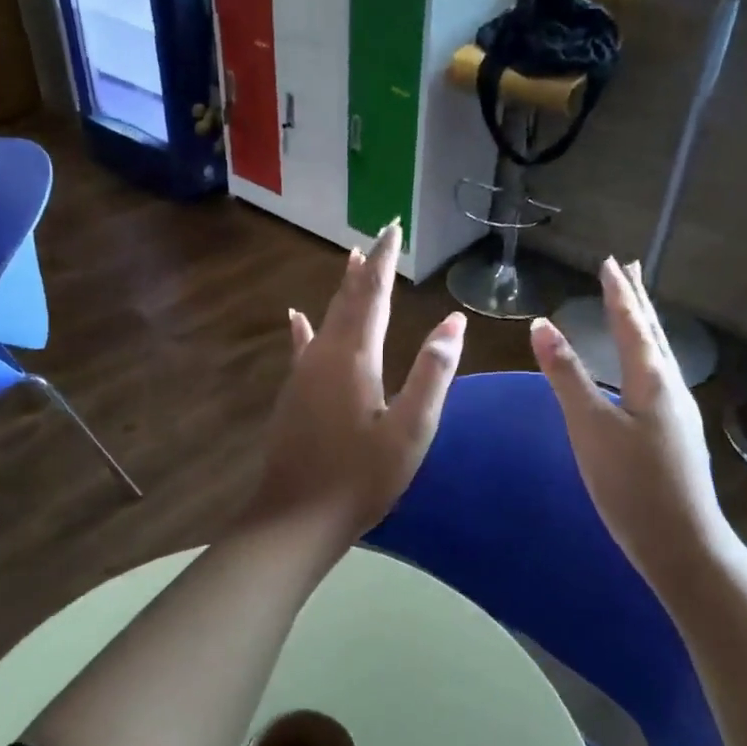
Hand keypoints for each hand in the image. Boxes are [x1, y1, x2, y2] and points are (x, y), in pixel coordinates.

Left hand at [243, 220, 466, 545]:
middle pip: (347, 299)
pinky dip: (305, 327)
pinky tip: (296, 317)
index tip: (393, 229)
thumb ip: (432, 374)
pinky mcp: (292, 393)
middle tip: (378, 236)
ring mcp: (303, 373)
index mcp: (355, 357)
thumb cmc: (361, 477)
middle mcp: (324, 354)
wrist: (298, 516)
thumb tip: (454, 323)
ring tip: (348, 261)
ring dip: (341, 290)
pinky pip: (302, 346)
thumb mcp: (411, 430)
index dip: (384, 261)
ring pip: (325, 318)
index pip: (373, 294)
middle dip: (365, 266)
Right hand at [530, 259, 735, 581]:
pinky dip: (647, 354)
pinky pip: (659, 376)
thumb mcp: (590, 428)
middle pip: (652, 333)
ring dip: (645, 325)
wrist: (682, 544)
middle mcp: (670, 388)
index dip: (617, 292)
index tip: (609, 262)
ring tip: (636, 307)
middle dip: (637, 299)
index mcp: (652, 380)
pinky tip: (643, 370)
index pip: (631, 324)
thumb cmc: (631, 484)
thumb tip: (542, 325)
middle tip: (630, 268)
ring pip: (659, 355)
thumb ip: (566, 376)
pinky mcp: (675, 434)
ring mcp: (677, 412)